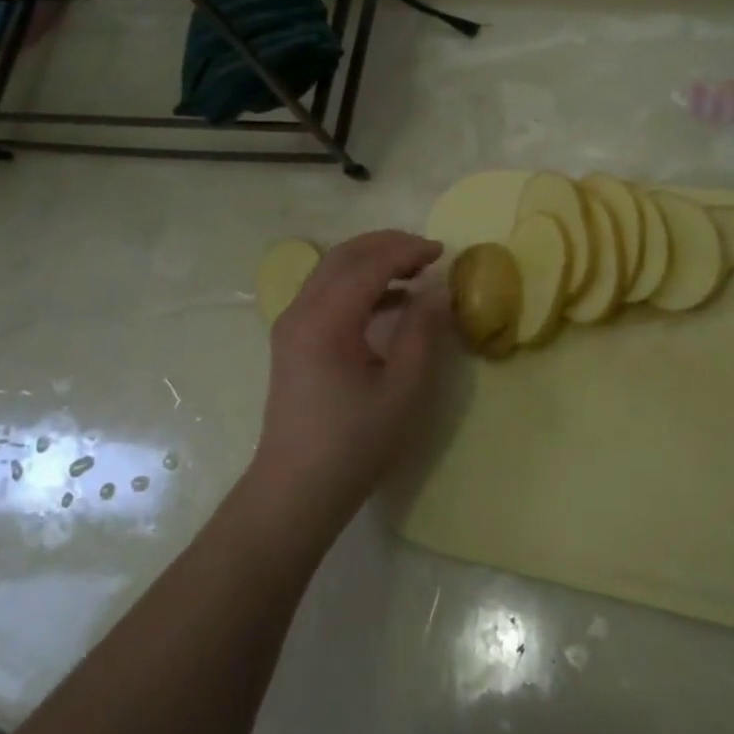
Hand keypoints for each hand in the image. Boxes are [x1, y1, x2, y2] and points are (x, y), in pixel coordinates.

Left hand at [248, 230, 454, 535]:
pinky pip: (325, 292)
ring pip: (332, 270)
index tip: (443, 252)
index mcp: (325, 321)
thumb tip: (436, 289)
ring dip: (372, 261)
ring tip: (415, 271)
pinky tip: (391, 301)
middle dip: (387, 245)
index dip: (407, 251)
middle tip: (428, 252)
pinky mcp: (292, 339)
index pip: (368, 264)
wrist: (296, 489)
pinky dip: (358, 284)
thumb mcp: (402, 390)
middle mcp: (300, 311)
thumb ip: (421, 332)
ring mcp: (291, 324)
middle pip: (344, 256)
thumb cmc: (354, 444)